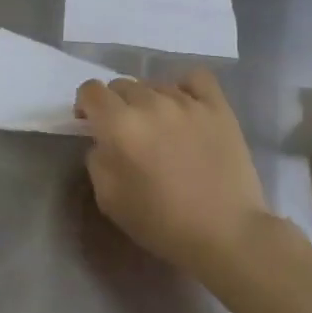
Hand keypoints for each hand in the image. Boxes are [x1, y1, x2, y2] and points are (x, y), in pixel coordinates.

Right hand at [75, 69, 267, 275]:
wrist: (226, 234)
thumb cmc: (162, 223)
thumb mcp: (109, 199)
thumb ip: (97, 160)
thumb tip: (103, 142)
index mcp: (119, 125)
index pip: (91, 90)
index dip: (86, 106)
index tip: (91, 125)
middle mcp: (150, 103)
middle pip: (121, 85)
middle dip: (116, 105)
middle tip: (127, 133)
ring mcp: (187, 101)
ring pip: (154, 84)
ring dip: (148, 101)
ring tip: (160, 127)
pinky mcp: (217, 106)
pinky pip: (195, 78)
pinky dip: (184, 87)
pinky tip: (185, 106)